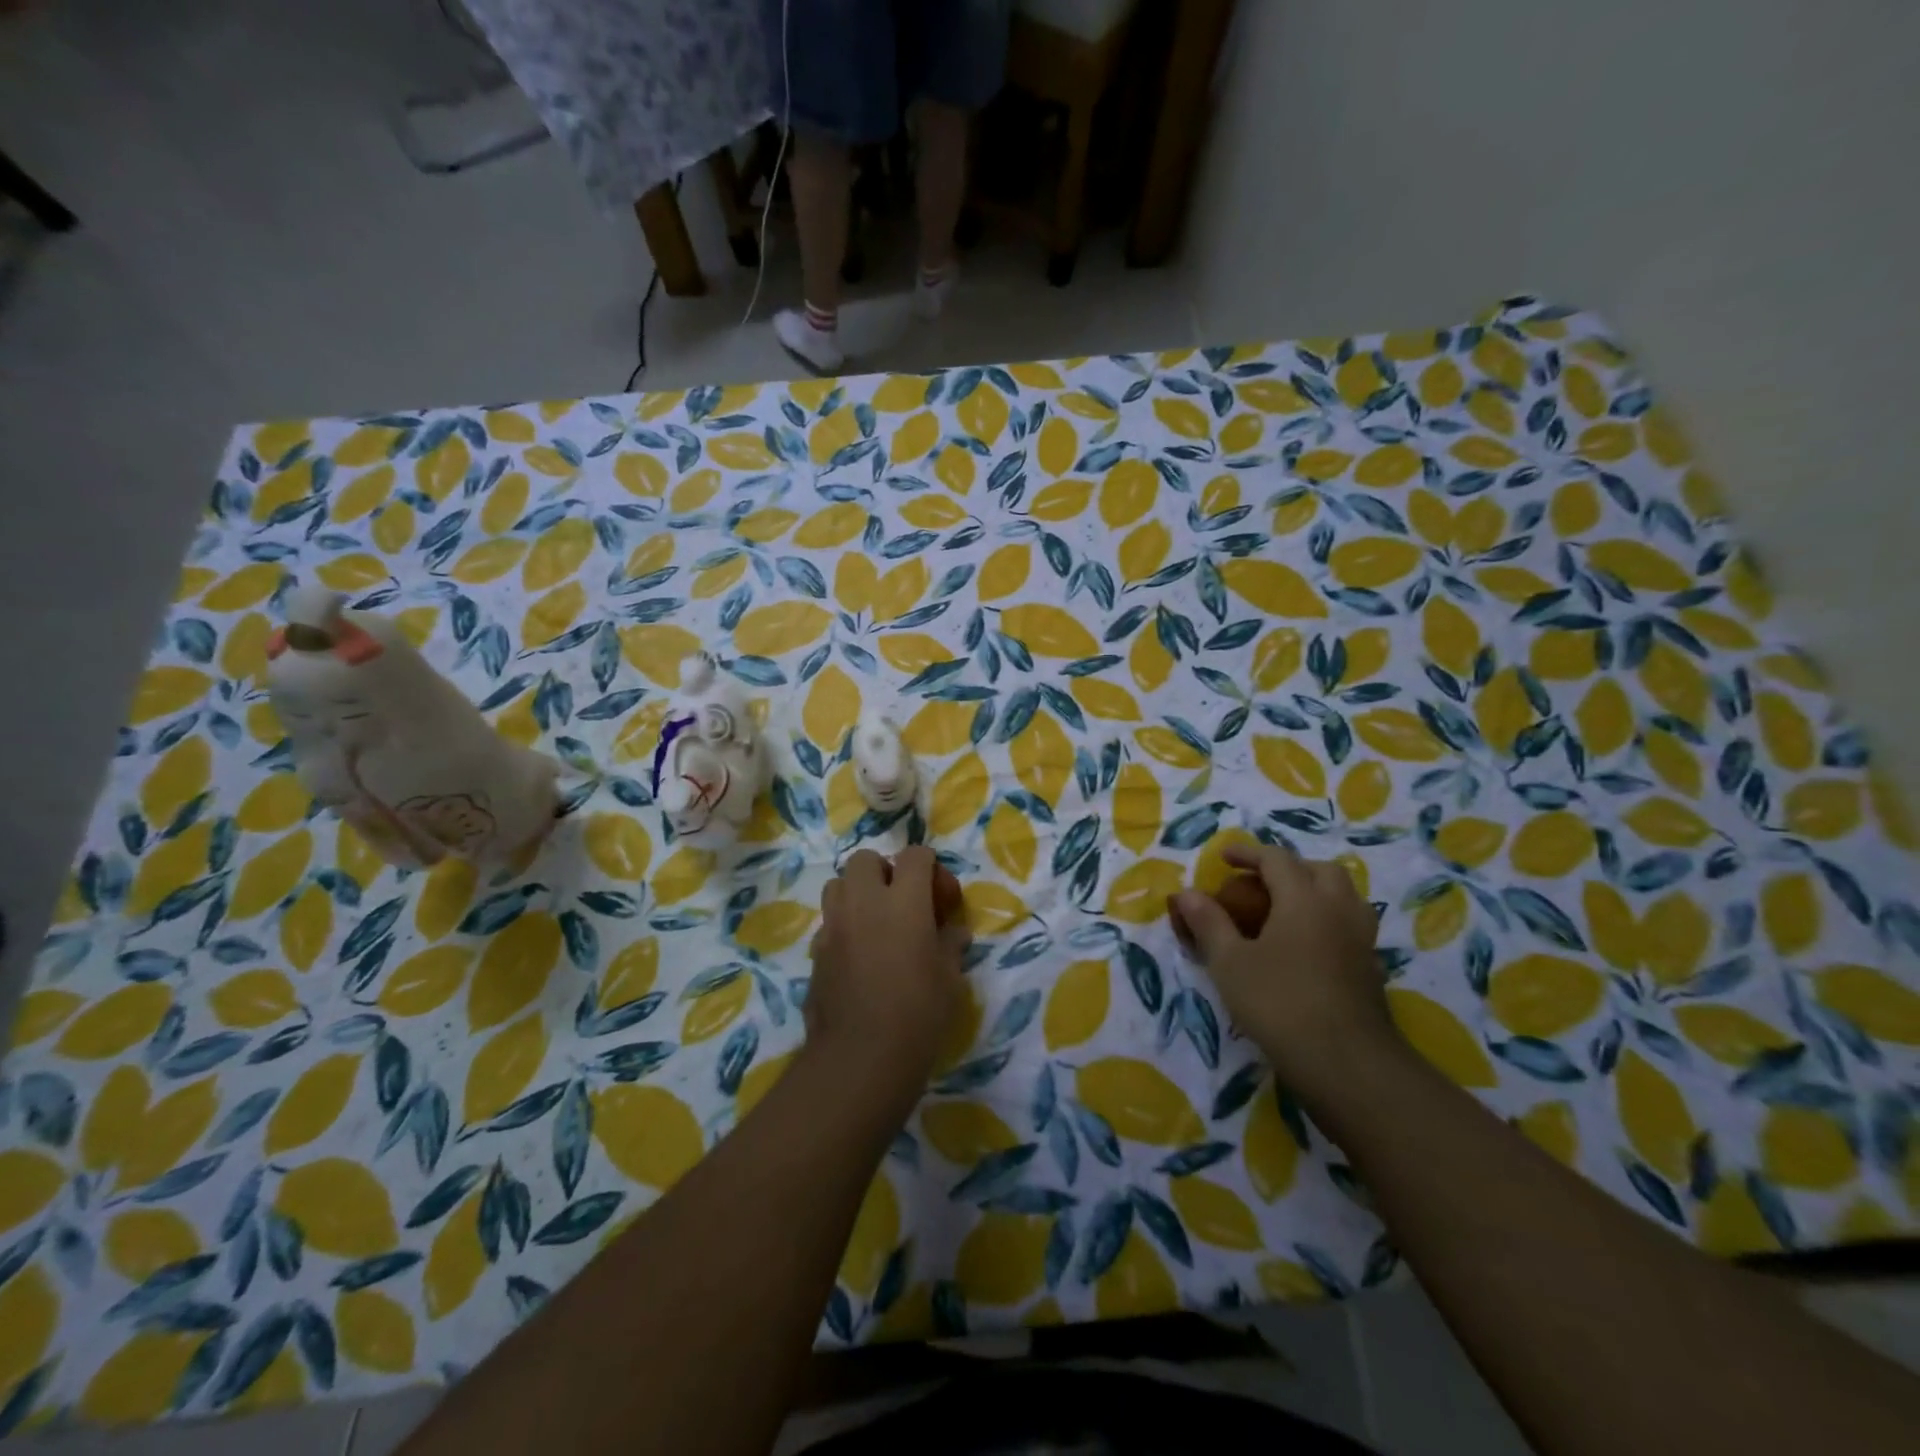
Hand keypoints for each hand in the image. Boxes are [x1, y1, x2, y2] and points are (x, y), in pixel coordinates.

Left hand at [806, 847, 968, 1107]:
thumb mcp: (950, 978)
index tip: (941, 898)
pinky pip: (829, 921)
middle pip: (866, 859)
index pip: (915, 855)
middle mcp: (864, 902)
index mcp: (904, 900)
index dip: (930, 868)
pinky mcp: (815, 951)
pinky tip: (859, 955)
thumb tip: (953, 931)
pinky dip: (844, 925)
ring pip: (838, 884)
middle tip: (903, 902)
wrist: (861, 1057)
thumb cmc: (919, 1014)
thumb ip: (950, 944)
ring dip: (857, 893)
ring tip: (876, 923)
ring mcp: (834, 925)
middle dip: (885, 871)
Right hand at [1173, 843, 1388, 1101]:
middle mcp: (1338, 909)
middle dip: (1287, 868)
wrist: (1348, 1065)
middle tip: (1259, 882)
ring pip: (1343, 896)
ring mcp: (1361, 939)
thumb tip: (1187, 892)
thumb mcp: (1230, 963)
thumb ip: (1209, 922)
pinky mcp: (1370, 969)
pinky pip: (1349, 926)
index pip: (1277, 858)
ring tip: (1285, 909)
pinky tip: (1306, 946)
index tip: (1224, 858)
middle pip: (1318, 870)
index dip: (1248, 853)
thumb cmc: (1280, 1004)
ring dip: (1314, 891)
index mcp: (1304, 898)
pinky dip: (1326, 920)